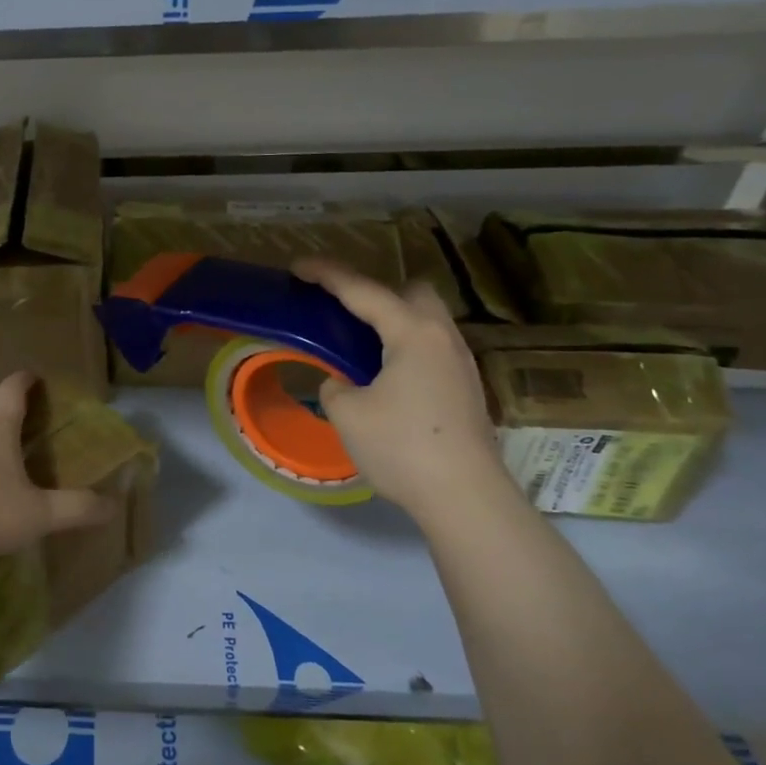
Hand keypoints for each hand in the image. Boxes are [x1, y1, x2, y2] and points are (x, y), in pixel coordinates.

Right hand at [293, 257, 512, 521]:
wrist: (465, 497)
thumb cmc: (401, 447)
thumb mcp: (347, 414)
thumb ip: (335, 386)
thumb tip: (343, 383)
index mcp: (412, 333)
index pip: (363, 291)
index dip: (327, 276)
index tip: (298, 267)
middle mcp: (442, 337)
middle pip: (412, 293)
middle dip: (377, 294)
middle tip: (345, 315)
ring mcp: (461, 363)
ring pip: (427, 322)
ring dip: (394, 323)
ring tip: (361, 348)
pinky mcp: (466, 389)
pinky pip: (432, 348)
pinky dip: (407, 348)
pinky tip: (388, 378)